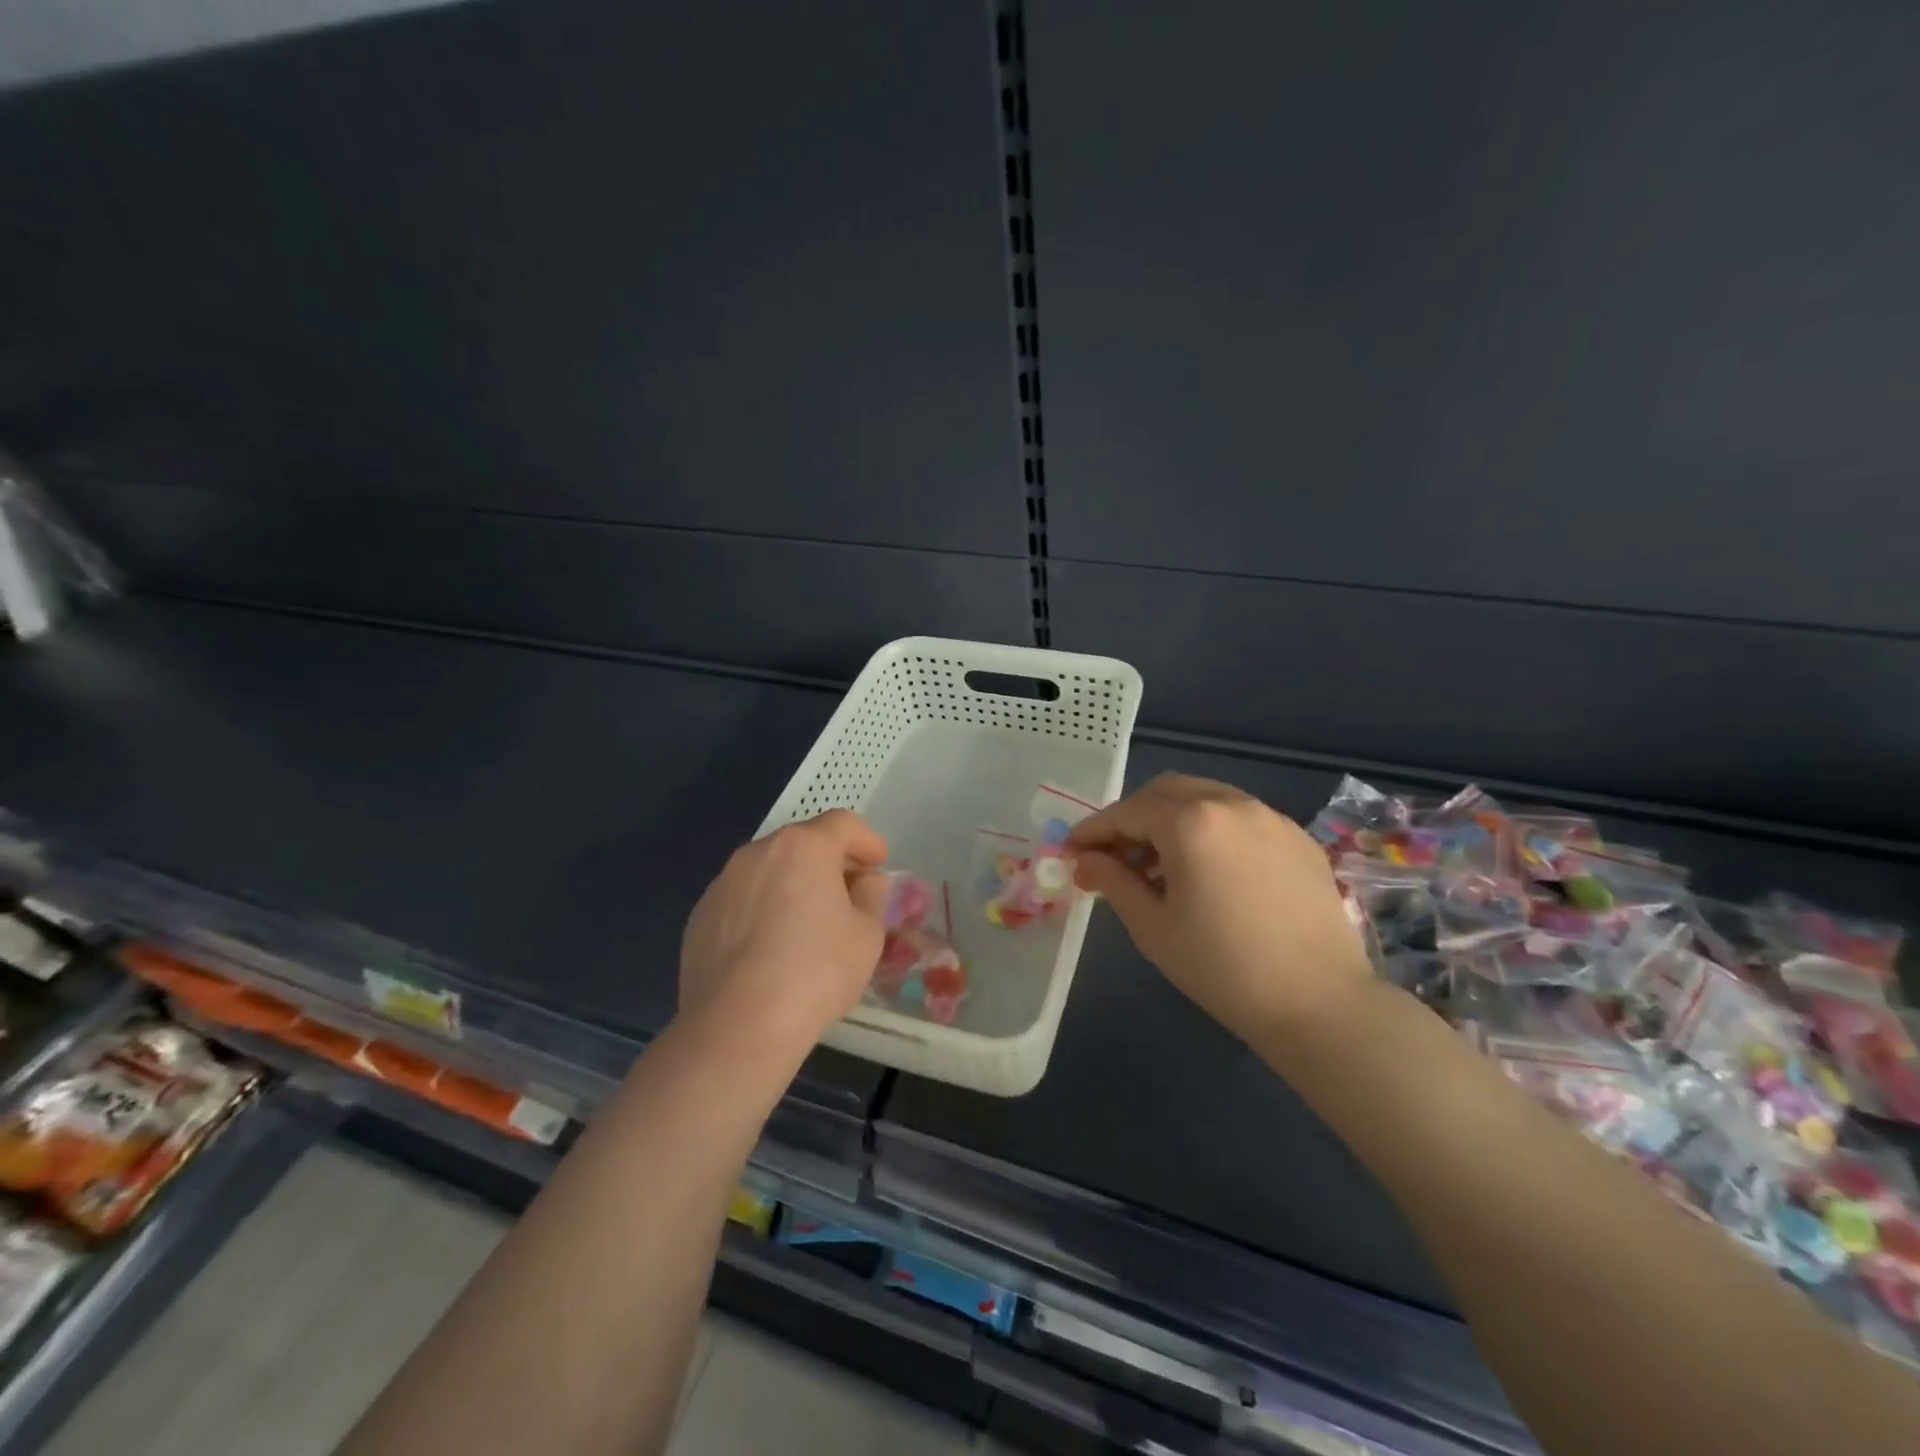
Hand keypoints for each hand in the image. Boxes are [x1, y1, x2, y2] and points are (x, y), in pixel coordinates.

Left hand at [679, 810, 889, 1060]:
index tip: (879, 865)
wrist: (737, 1026)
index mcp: (803, 847)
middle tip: (850, 893)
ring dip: (794, 883)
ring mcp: (723, 883)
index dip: (867, 840)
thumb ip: (871, 896)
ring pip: (769, 870)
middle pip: (803, 843)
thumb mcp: (867, 934)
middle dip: (831, 861)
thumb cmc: (816, 973)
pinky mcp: (700, 916)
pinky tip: (771, 949)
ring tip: (809, 923)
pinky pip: (743, 900)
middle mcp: (758, 852)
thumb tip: (863, 882)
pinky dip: (763, 909)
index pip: (844, 824)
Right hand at [1068, 773, 1374, 1045]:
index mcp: (1190, 822)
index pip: (1126, 812)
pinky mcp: (1297, 837)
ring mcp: (1269, 816)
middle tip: (1114, 856)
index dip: (1093, 831)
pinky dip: (1210, 829)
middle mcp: (1230, 803)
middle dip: (1132, 818)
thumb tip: (1085, 860)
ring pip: (1204, 798)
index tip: (1071, 852)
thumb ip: (1113, 881)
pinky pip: (1239, 817)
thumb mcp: (1152, 927)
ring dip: (1171, 820)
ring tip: (1160, 865)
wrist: (1319, 1003)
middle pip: (1165, 792)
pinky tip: (1209, 871)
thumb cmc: (1222, 968)